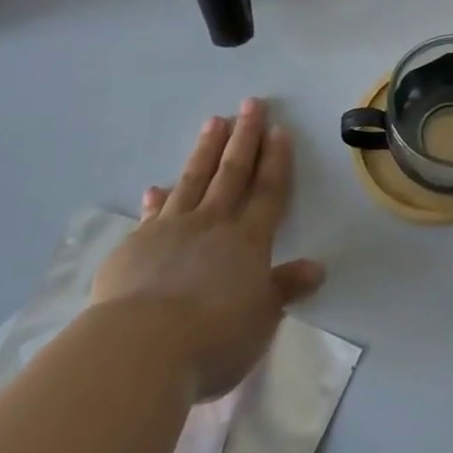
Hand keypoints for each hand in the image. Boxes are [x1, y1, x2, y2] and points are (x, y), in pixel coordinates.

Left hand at [90, 99, 324, 401]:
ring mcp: (170, 230)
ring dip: (206, 149)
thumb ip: (284, 289)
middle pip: (232, 172)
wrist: (139, 348)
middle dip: (244, 137)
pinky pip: (153, 213)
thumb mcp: (261, 319)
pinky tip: (156, 187)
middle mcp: (212, 224)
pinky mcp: (135, 246)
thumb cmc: (213, 337)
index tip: (279, 129)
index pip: (268, 191)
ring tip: (214, 121)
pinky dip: (158, 198)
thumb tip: (317, 268)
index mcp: (248, 240)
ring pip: (193, 179)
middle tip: (250, 103)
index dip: (275, 160)